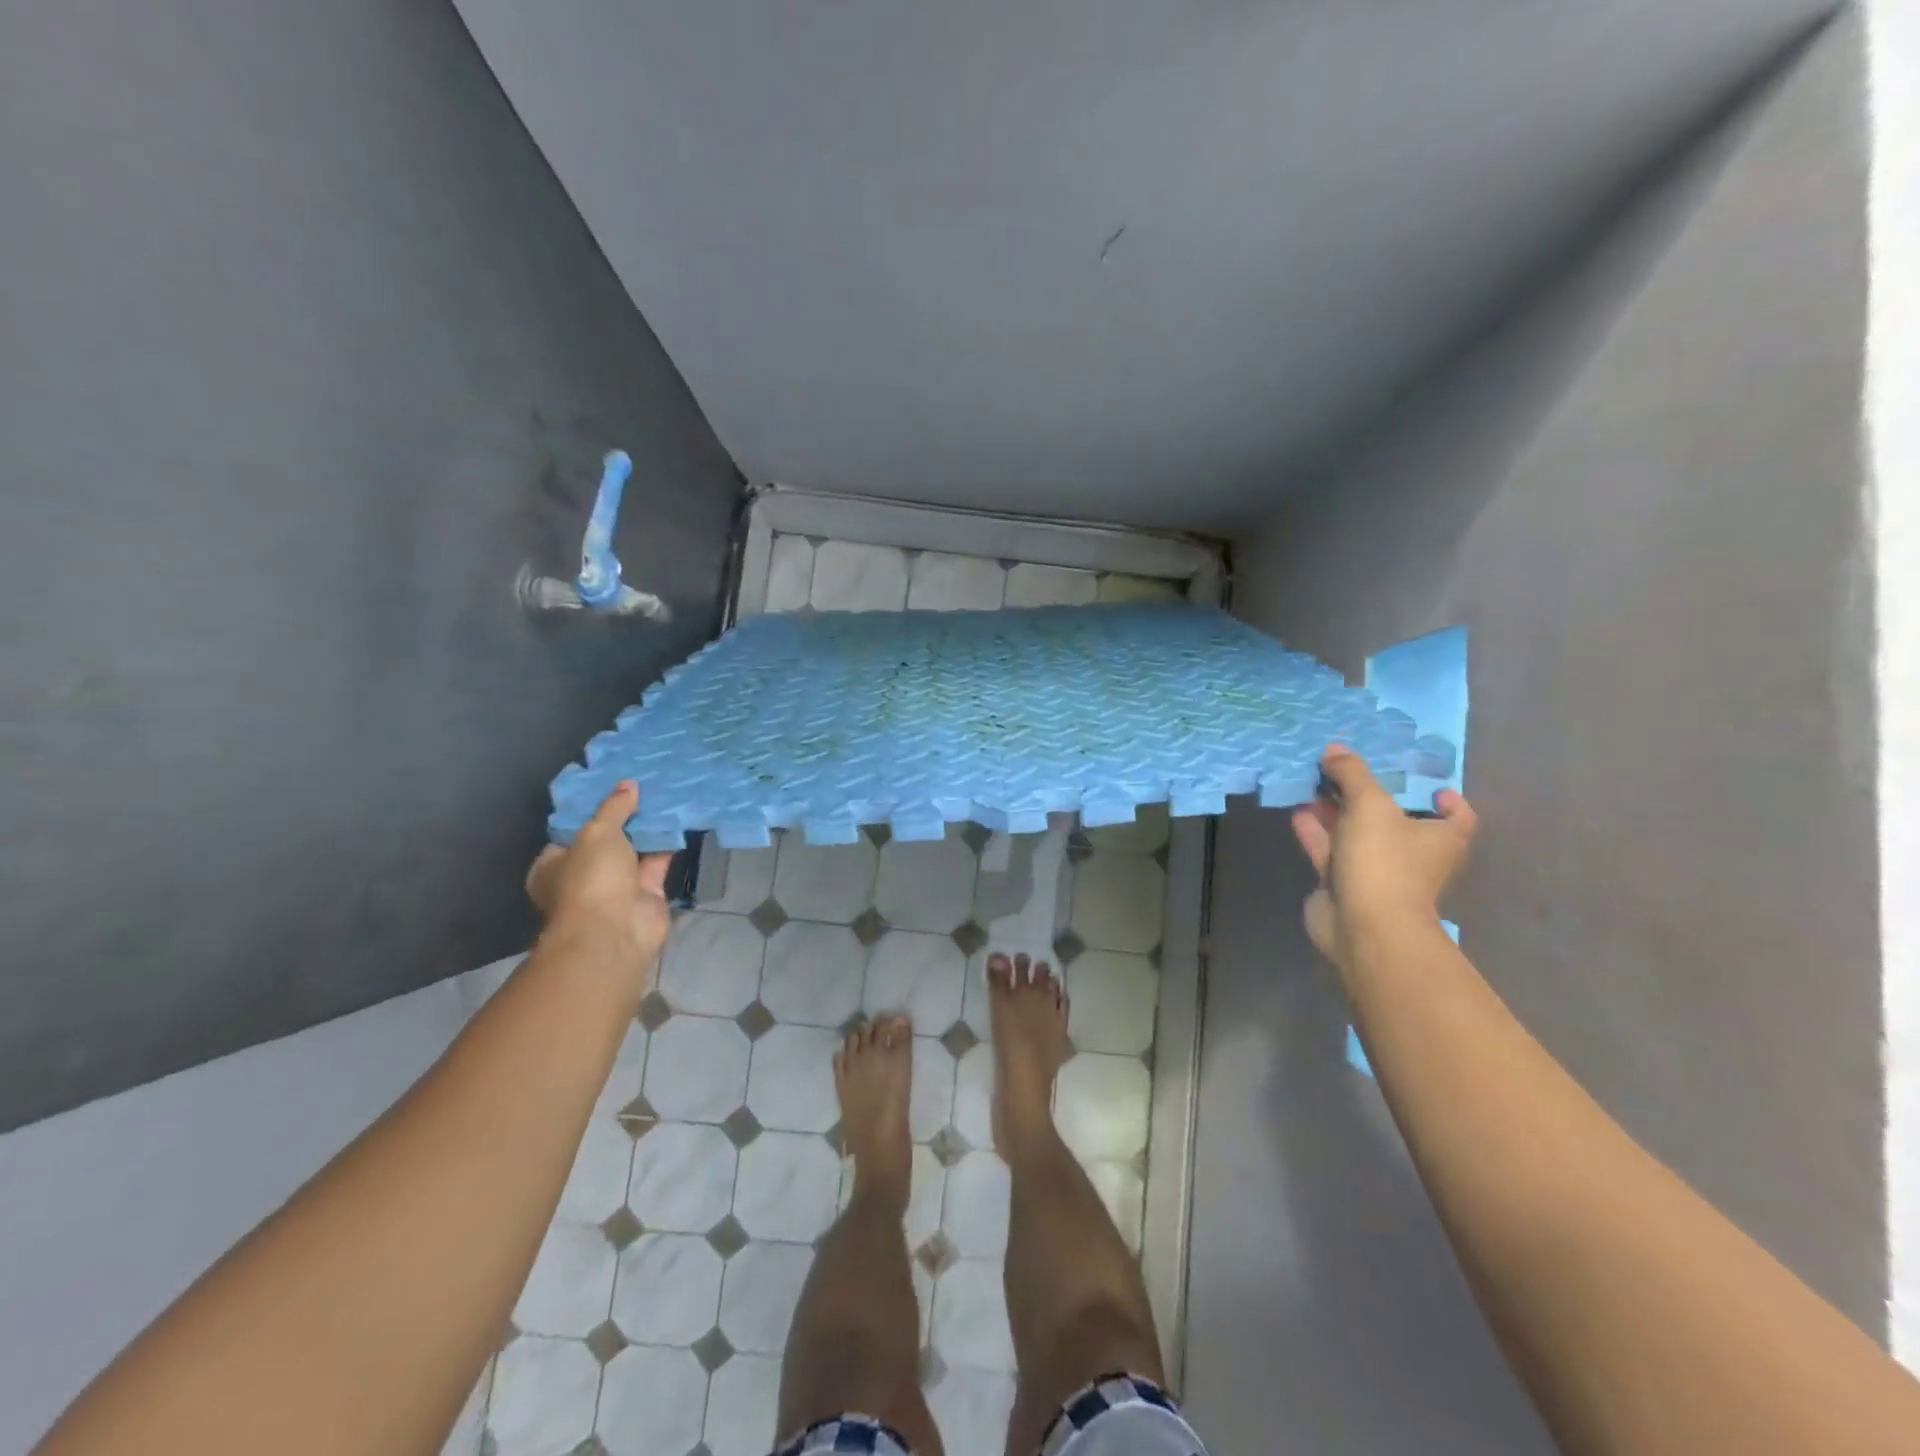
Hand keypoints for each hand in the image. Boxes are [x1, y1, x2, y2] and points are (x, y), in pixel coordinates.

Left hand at [526, 782, 672, 967]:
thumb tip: (628, 784)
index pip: (572, 831)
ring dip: (649, 829)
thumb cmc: (590, 879)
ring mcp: (616, 887)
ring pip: (635, 850)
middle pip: (606, 840)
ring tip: (666, 795)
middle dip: (625, 818)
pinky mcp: (646, 894)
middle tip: (645, 786)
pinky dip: (667, 843)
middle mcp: (583, 876)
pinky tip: (680, 818)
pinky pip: (657, 862)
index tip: (613, 786)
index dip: (591, 809)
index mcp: (554, 865)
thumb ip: (614, 808)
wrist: (615, 931)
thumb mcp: (597, 832)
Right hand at [1290, 745, 1477, 966]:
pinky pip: (1329, 850)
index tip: (1423, 783)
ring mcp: (1377, 871)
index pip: (1455, 815)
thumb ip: (1352, 773)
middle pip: (1394, 818)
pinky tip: (1297, 810)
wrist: (1364, 926)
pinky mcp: (1344, 884)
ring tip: (1313, 783)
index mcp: (1439, 837)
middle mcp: (1412, 855)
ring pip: (1356, 833)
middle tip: (1344, 769)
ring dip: (1335, 810)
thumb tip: (1335, 750)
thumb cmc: (1384, 861)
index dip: (1444, 798)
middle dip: (1369, 795)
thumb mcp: (1370, 804)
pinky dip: (1316, 831)